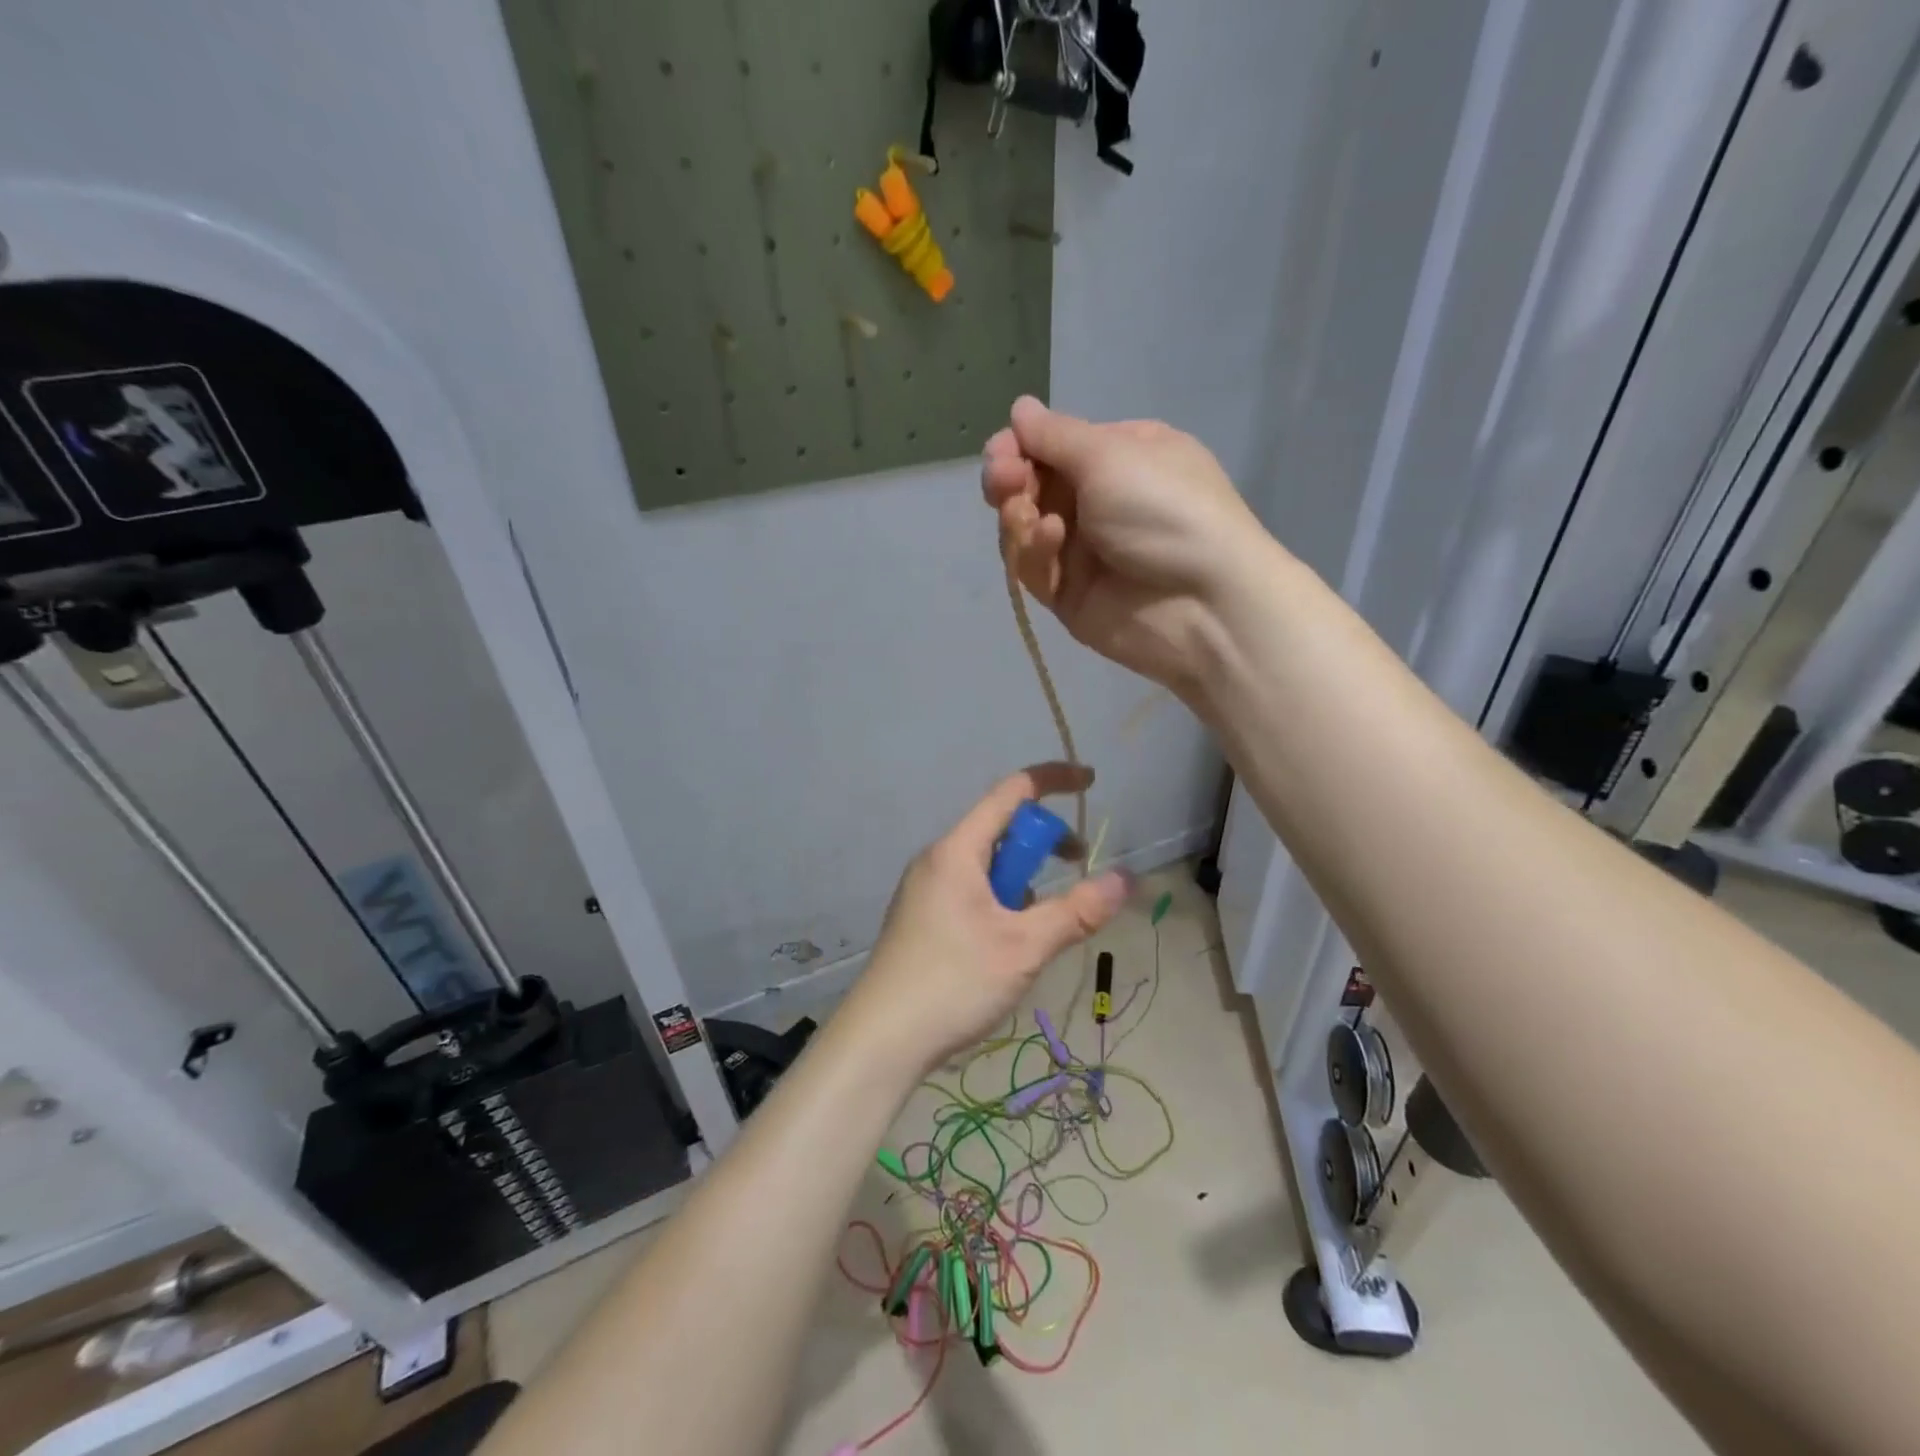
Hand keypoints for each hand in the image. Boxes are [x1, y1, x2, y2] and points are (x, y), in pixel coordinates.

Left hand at [844, 764, 1129, 1075]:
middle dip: (1042, 843)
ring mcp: (925, 888)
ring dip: (1021, 881)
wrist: (880, 1040)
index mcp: (957, 850)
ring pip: (987, 864)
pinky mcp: (921, 916)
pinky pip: (970, 889)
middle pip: (1000, 829)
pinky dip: (999, 901)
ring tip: (1032, 931)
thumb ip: (1076, 911)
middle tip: (1075, 870)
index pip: (1011, 792)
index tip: (1090, 782)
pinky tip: (1003, 947)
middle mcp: (937, 859)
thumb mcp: (1024, 947)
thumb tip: (1124, 878)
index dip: (1054, 780)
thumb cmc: (953, 983)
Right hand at [982, 396, 1273, 692]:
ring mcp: (1083, 551)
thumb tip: (1020, 408)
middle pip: (1031, 487)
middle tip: (1004, 482)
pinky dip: (1034, 552)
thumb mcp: (1112, 455)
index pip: (1052, 446)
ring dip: (1017, 517)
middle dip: (1009, 480)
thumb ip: (1056, 436)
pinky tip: (1050, 540)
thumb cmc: (1165, 509)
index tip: (1002, 453)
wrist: (1203, 603)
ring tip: (1026, 515)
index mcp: (1118, 457)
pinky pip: (1035, 569)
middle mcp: (1098, 500)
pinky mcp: (1069, 594)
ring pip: (1024, 529)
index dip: (1018, 447)